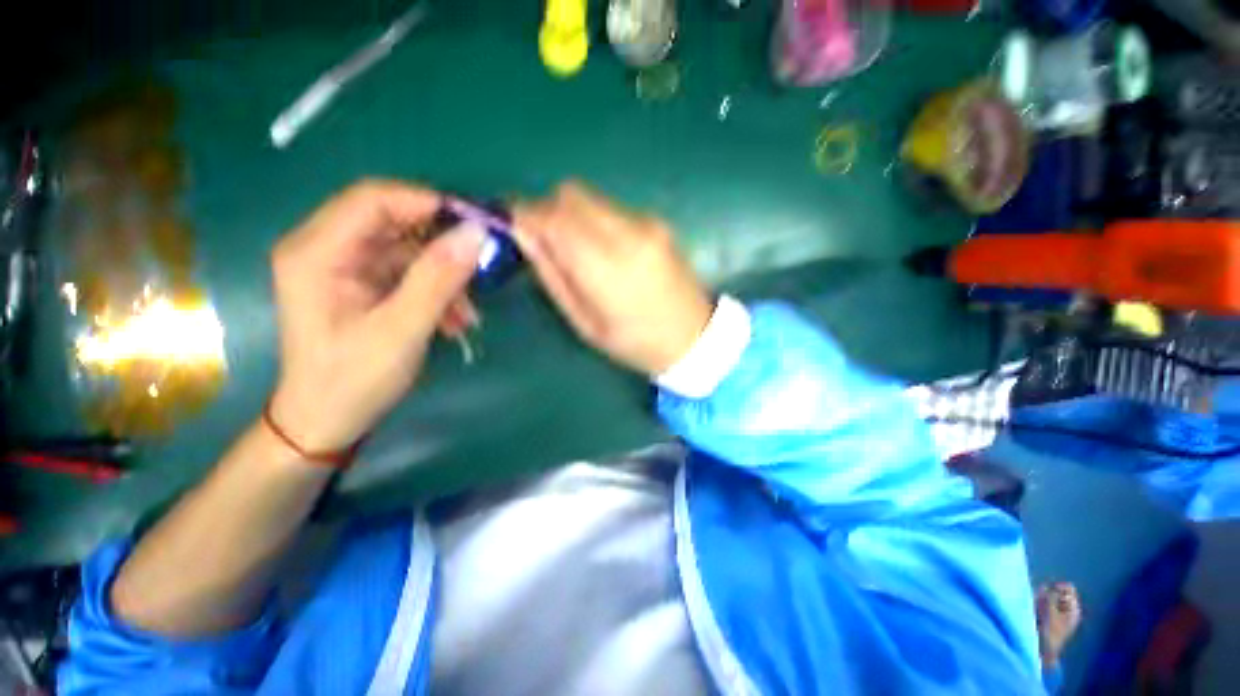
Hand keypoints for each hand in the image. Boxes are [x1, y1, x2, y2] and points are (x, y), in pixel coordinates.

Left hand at [268, 180, 484, 452]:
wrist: (328, 421)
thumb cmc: (354, 380)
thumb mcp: (401, 329)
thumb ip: (437, 279)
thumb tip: (476, 234)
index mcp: (317, 253)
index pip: (372, 200)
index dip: (426, 203)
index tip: (474, 224)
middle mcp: (326, 250)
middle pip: (393, 222)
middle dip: (441, 245)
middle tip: (480, 265)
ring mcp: (345, 268)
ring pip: (407, 250)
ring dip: (444, 276)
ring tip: (468, 313)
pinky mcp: (362, 285)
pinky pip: (408, 274)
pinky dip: (436, 292)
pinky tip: (454, 321)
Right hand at [513, 182, 713, 375]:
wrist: (693, 336)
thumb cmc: (634, 342)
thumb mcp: (584, 321)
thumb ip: (552, 274)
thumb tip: (523, 233)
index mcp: (606, 266)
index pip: (553, 217)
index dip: (524, 214)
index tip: (511, 226)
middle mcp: (628, 234)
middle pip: (570, 194)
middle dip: (547, 210)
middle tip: (544, 242)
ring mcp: (647, 224)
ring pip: (591, 197)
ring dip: (572, 215)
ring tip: (577, 251)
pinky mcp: (658, 222)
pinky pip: (612, 208)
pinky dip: (595, 220)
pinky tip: (605, 251)